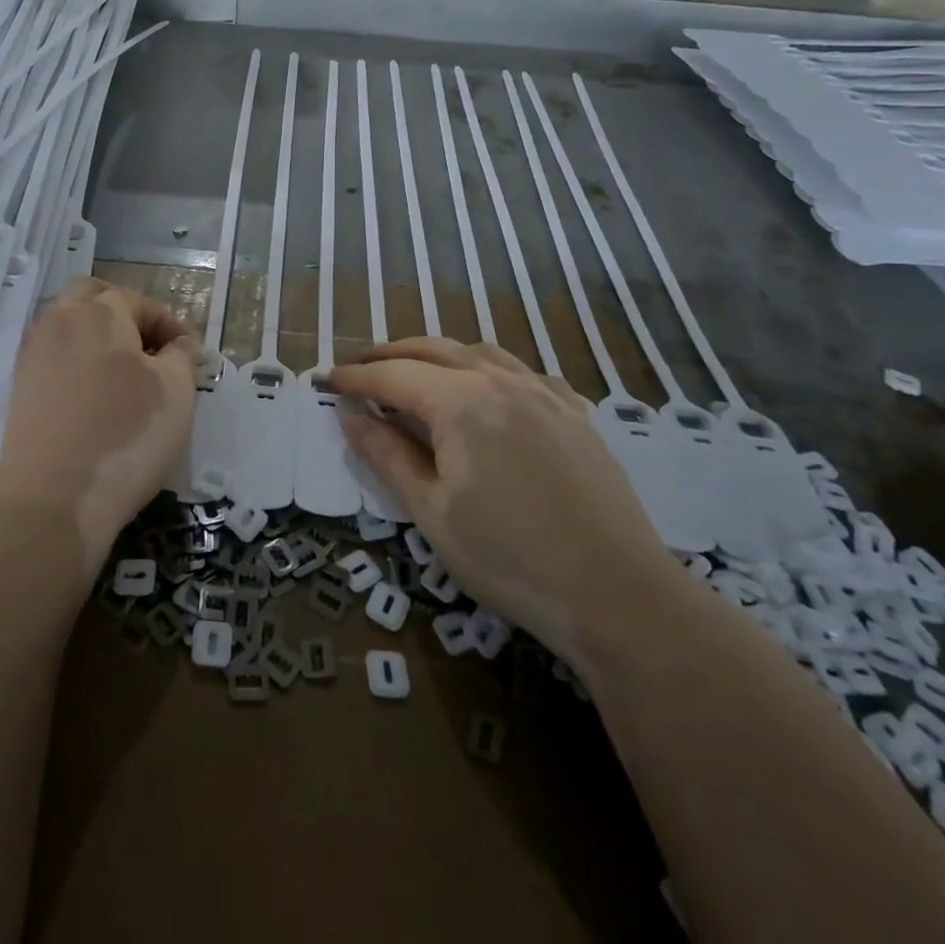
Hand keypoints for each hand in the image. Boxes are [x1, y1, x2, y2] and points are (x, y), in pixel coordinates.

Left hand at [0, 279, 197, 571]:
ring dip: (98, 338)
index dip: (170, 324)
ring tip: (125, 376)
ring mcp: (33, 356)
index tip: (191, 356)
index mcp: (99, 313)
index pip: (139, 301)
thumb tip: (181, 344)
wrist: (52, 502)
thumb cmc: (127, 437)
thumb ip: (183, 356)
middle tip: (151, 349)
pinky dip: (77, 363)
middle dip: (124, 314)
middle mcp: (60, 323)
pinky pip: (53, 358)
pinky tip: (96, 398)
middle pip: (91, 297)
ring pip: (68, 326)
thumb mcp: (177, 393)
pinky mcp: (20, 390)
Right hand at [329, 338, 685, 658]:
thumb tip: (350, 415)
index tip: (327, 381)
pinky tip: (487, 386)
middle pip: (432, 350)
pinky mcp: (573, 412)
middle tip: (360, 369)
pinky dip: (486, 366)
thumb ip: (387, 455)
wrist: (618, 594)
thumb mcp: (432, 512)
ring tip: (414, 370)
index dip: (355, 377)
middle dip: (390, 355)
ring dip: (437, 353)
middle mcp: (500, 380)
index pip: (392, 375)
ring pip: (477, 351)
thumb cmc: (509, 559)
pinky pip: (521, 370)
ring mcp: (543, 392)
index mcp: (460, 401)